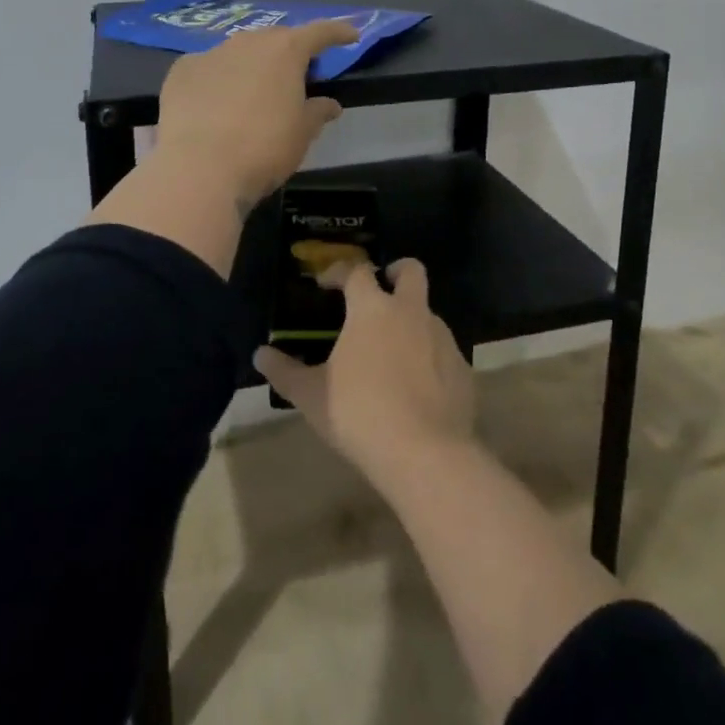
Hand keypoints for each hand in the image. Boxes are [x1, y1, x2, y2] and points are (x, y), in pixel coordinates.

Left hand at [154, 19, 357, 207]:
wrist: (199, 169)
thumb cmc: (264, 148)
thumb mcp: (302, 134)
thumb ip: (318, 112)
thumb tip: (329, 104)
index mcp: (286, 51)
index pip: (320, 32)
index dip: (337, 32)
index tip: (350, 35)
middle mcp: (248, 42)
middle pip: (276, 38)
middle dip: (289, 51)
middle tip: (297, 75)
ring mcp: (211, 53)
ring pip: (239, 51)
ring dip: (251, 65)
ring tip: (253, 91)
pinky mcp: (181, 72)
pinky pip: (207, 68)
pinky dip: (217, 79)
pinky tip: (214, 103)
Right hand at [256, 260, 475, 483]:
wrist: (425, 454)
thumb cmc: (360, 414)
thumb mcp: (311, 396)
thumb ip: (285, 371)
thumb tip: (261, 354)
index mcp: (373, 309)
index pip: (357, 271)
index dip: (340, 272)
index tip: (326, 283)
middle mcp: (411, 312)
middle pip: (411, 271)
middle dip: (396, 272)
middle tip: (381, 289)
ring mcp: (442, 338)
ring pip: (428, 313)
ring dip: (411, 320)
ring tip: (393, 352)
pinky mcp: (463, 367)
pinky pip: (442, 351)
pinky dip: (429, 358)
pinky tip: (416, 387)